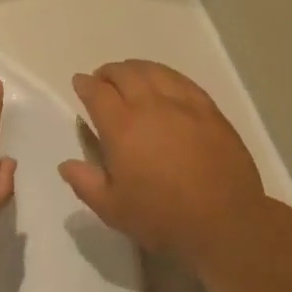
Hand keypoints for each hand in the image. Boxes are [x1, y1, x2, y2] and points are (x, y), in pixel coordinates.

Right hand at [60, 61, 269, 264]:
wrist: (225, 222)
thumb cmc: (162, 218)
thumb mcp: (112, 209)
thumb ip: (85, 183)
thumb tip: (66, 165)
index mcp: (122, 127)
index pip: (97, 93)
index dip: (85, 84)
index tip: (80, 83)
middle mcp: (150, 106)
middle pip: (125, 74)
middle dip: (109, 72)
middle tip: (103, 80)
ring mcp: (183, 105)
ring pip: (155, 72)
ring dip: (137, 68)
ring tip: (131, 75)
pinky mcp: (209, 111)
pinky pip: (183, 81)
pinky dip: (167, 76)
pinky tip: (165, 82)